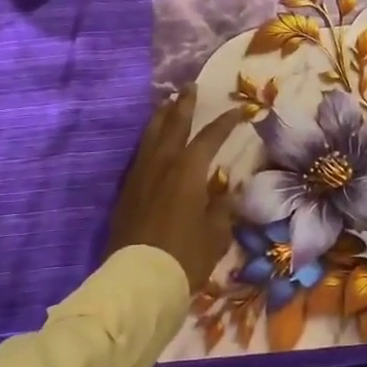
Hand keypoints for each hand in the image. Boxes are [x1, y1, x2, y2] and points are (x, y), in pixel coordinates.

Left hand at [107, 88, 245, 291]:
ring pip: (151, 136)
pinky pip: (140, 155)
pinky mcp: (127, 191)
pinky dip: (149, 141)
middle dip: (184, 104)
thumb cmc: (185, 255)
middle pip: (174, 124)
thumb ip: (222, 208)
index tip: (240, 110)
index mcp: (188, 170)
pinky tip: (151, 142)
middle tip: (189, 86)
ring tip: (167, 103)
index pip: (211, 137)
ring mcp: (141, 176)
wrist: (139, 280)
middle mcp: (163, 164)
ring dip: (161, 117)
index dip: (226, 122)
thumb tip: (226, 192)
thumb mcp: (216, 233)